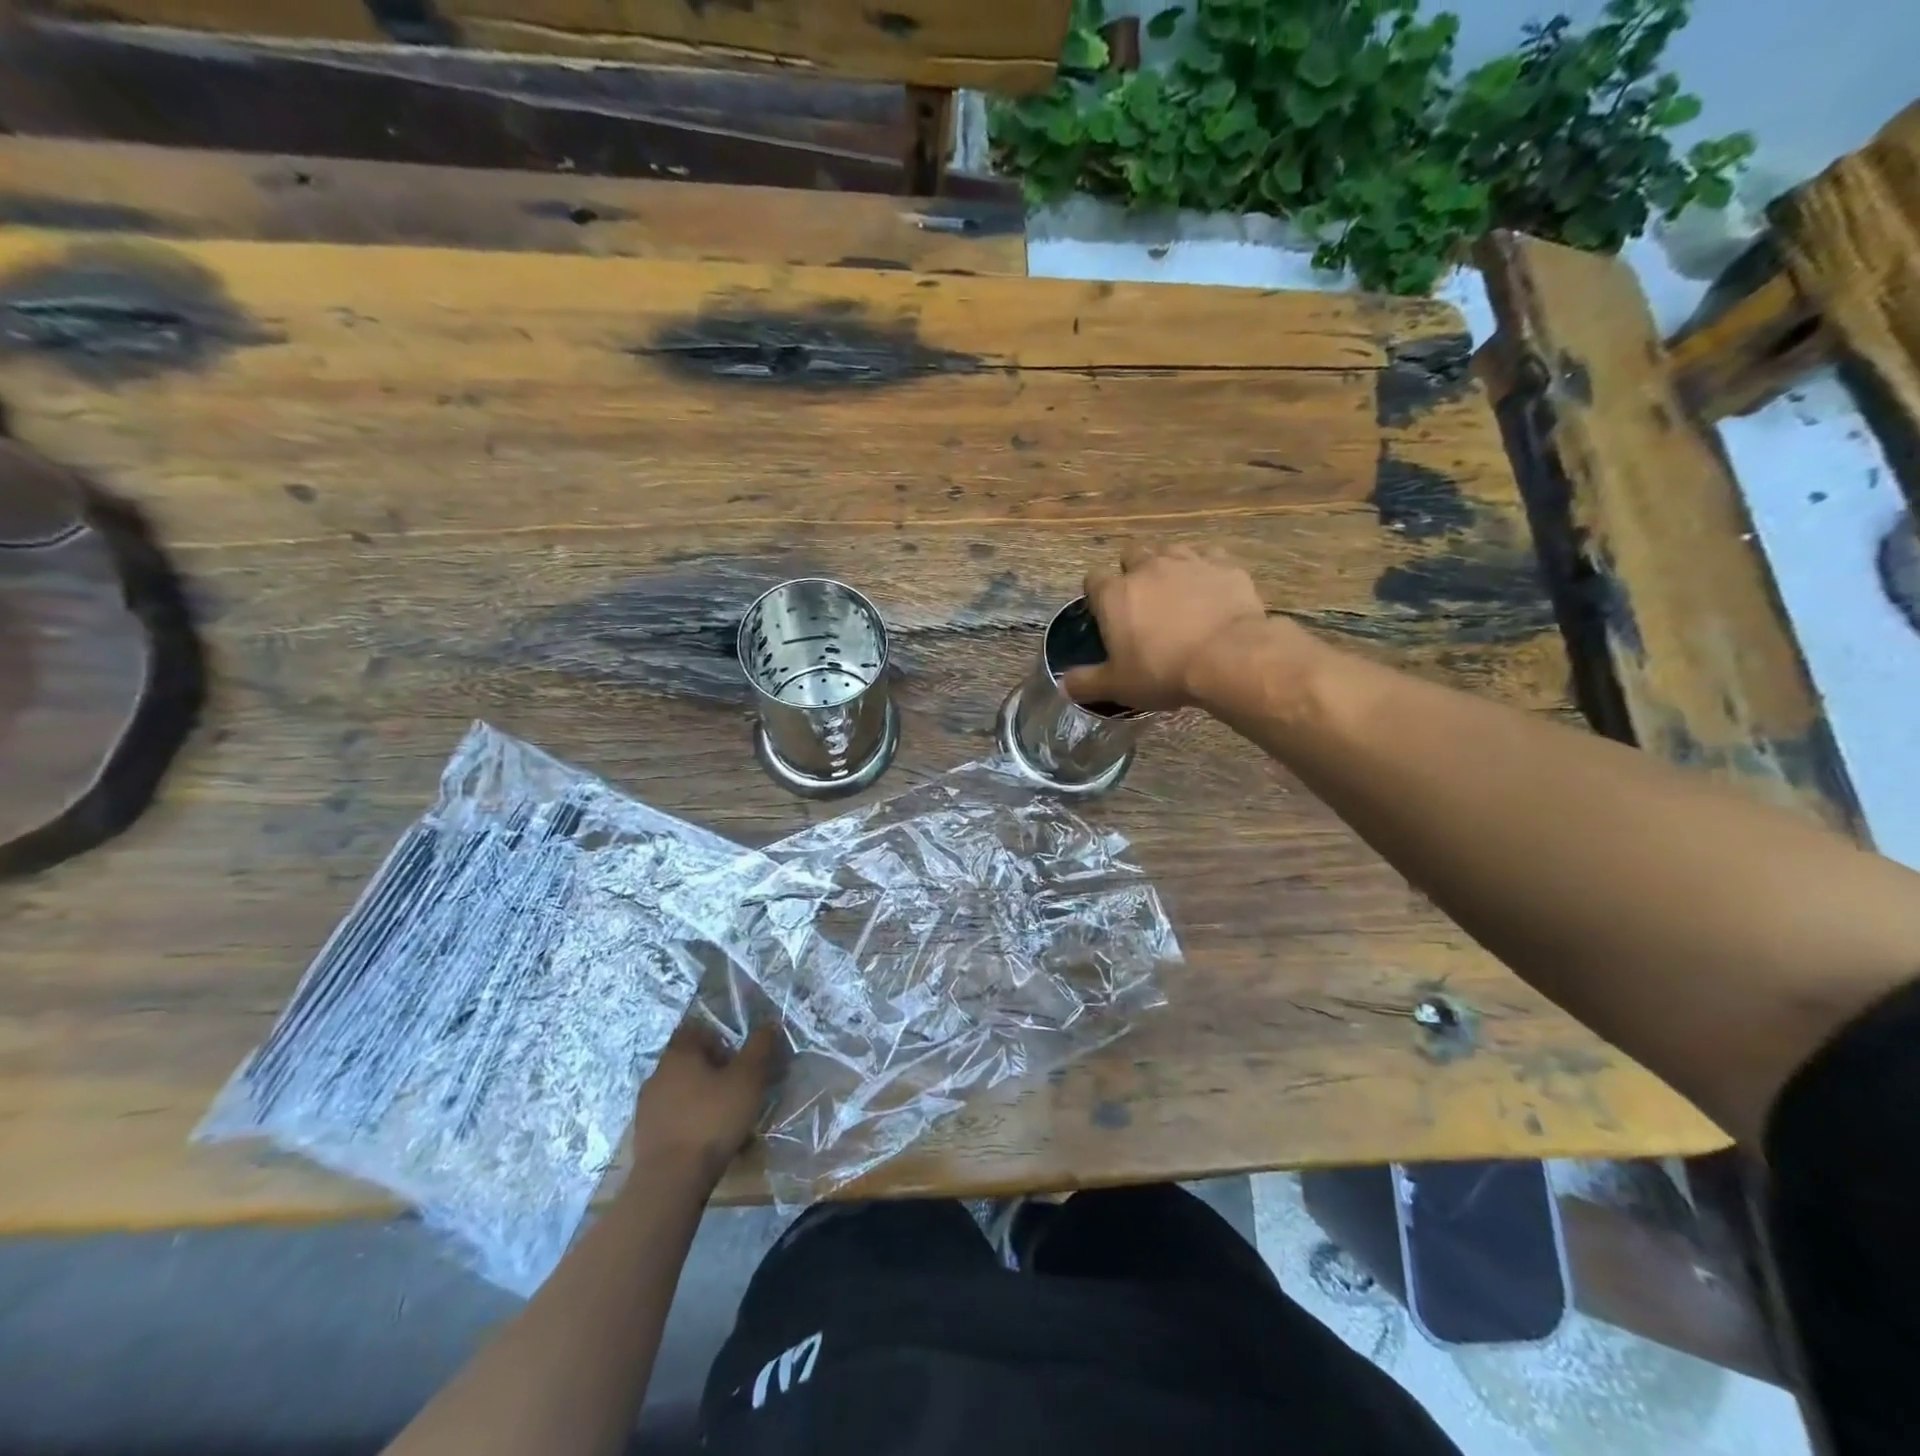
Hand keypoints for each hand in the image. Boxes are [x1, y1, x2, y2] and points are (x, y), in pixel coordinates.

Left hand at [630, 1020, 782, 1184]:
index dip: (718, 1038)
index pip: (696, 1030)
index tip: (737, 1056)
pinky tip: (709, 1141)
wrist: (671, 1180)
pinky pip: (674, 1118)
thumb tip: (769, 1023)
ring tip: (727, 1117)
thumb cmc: (712, 1119)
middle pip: (689, 1062)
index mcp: (679, 1054)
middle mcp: (658, 1074)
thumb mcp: (748, 1079)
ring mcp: (647, 1107)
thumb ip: (759, 1048)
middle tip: (738, 1086)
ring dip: (702, 1098)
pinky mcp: (645, 1136)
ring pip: (681, 1092)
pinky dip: (691, 1122)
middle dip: (713, 1070)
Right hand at [1063, 544, 1272, 711]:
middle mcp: (1147, 568)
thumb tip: (1063, 685)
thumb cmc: (1164, 671)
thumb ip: (1086, 683)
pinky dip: (1205, 570)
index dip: (1096, 595)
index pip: (1092, 580)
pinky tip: (1210, 590)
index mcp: (1114, 594)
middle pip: (1131, 554)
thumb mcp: (1117, 686)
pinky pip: (1210, 557)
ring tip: (1175, 591)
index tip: (1104, 614)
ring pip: (1170, 550)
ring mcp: (1188, 562)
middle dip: (1132, 571)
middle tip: (1141, 601)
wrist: (1229, 658)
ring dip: (1167, 565)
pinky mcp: (1224, 565)